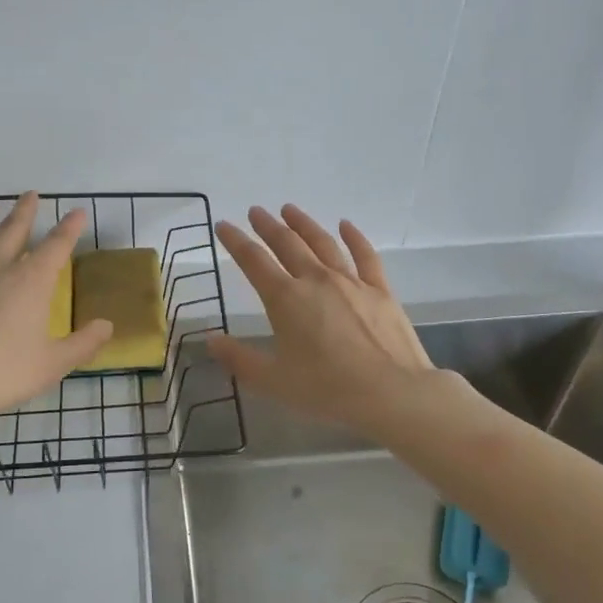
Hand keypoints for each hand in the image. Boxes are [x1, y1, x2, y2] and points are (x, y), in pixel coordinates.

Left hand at [0, 194, 112, 433]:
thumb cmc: (1, 374)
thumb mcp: (52, 365)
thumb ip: (83, 344)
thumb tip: (107, 325)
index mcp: (31, 282)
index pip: (56, 247)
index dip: (69, 228)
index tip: (77, 212)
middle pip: (13, 232)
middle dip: (24, 212)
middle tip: (30, 193)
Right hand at [208, 205, 434, 434]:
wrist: (392, 393)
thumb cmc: (327, 389)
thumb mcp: (274, 381)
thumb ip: (239, 359)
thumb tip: (210, 340)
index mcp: (286, 299)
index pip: (253, 261)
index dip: (236, 241)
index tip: (224, 225)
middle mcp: (316, 280)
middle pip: (287, 244)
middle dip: (268, 225)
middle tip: (256, 211)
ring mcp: (351, 282)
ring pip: (323, 242)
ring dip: (304, 224)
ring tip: (290, 209)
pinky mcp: (380, 290)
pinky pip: (364, 255)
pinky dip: (354, 237)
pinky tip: (346, 225)